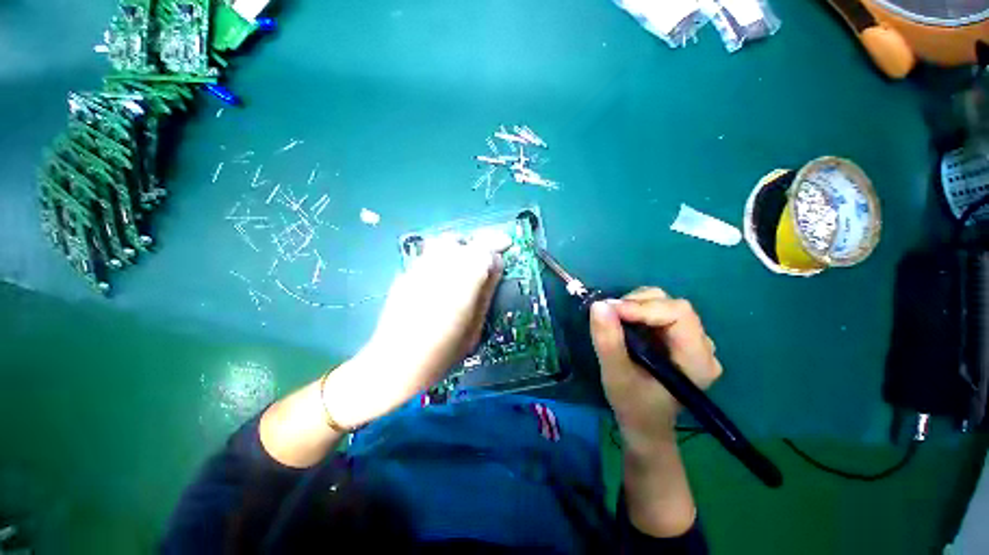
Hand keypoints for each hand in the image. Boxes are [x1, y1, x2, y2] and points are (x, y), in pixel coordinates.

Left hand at [324, 231, 510, 427]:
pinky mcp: (406, 274)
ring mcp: (420, 268)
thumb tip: (496, 265)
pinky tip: (441, 279)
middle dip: (477, 246)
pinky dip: (441, 258)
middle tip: (485, 260)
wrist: (395, 362)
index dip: (497, 243)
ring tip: (463, 265)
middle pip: (462, 241)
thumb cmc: (442, 352)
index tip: (507, 245)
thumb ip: (486, 291)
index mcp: (463, 280)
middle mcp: (440, 267)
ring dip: (458, 248)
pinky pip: (429, 255)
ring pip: (443, 243)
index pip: (483, 248)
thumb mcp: (475, 327)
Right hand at [589, 287, 721, 452]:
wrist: (644, 423)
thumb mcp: (615, 375)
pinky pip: (660, 312)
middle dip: (637, 304)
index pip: (679, 314)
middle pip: (673, 306)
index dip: (643, 307)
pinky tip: (624, 324)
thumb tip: (598, 305)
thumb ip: (608, 341)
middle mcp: (703, 347)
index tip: (610, 311)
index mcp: (697, 360)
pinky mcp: (680, 338)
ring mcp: (693, 341)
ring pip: (665, 304)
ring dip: (636, 305)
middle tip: (609, 314)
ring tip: (614, 319)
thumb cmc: (632, 405)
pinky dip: (637, 311)